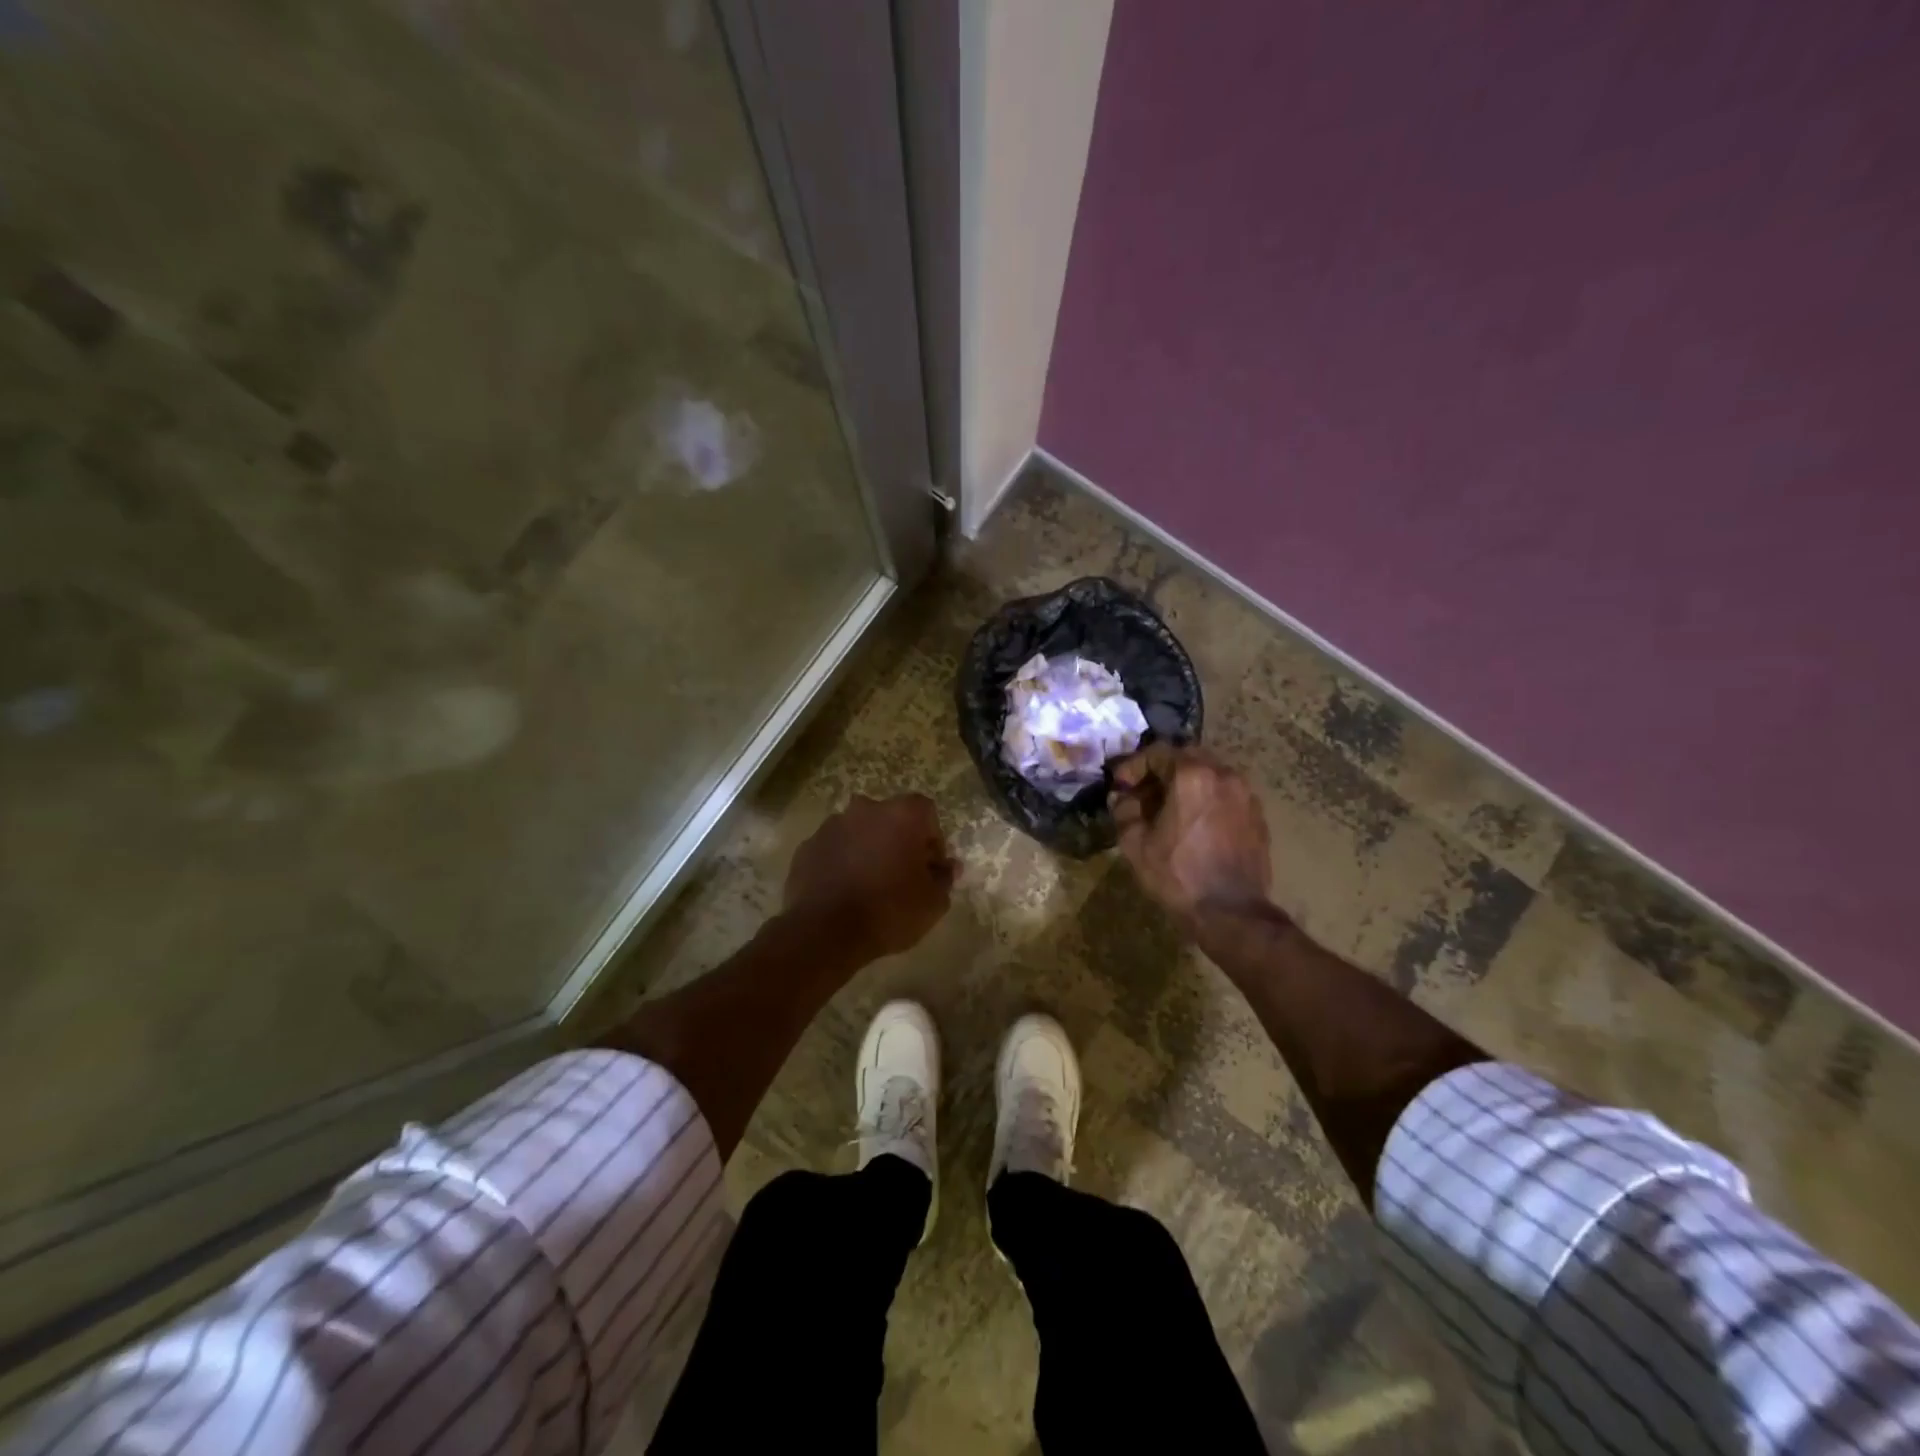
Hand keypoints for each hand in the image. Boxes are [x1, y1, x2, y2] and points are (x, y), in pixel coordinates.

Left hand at [784, 793, 958, 959]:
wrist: (825, 932)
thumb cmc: (889, 911)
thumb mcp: (933, 902)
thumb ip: (944, 878)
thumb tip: (947, 867)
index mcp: (901, 814)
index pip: (927, 813)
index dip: (933, 840)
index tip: (930, 869)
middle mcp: (865, 809)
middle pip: (891, 818)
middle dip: (899, 841)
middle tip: (903, 875)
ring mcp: (832, 825)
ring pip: (860, 832)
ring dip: (869, 849)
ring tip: (871, 885)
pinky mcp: (807, 846)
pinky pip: (834, 849)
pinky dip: (842, 862)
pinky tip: (845, 891)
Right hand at [1111, 745, 1270, 921]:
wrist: (1232, 912)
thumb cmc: (1178, 875)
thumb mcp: (1136, 844)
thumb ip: (1124, 810)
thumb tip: (1121, 797)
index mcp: (1191, 775)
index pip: (1157, 752)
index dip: (1133, 766)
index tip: (1120, 786)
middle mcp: (1222, 774)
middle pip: (1186, 757)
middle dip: (1161, 771)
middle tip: (1143, 794)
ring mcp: (1245, 793)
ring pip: (1209, 773)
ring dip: (1186, 783)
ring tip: (1169, 809)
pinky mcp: (1257, 814)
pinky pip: (1225, 793)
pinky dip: (1206, 798)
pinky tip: (1194, 823)